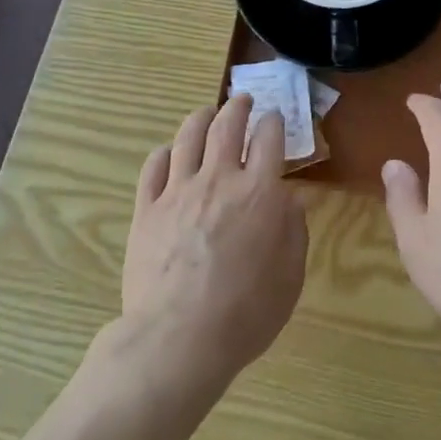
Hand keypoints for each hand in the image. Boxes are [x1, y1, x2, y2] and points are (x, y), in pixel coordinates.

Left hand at [120, 95, 307, 395]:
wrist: (178, 339)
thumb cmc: (245, 313)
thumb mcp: (290, 276)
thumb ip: (293, 231)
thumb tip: (288, 200)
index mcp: (259, 192)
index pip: (269, 138)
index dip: (273, 122)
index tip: (274, 118)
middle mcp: (219, 179)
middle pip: (227, 125)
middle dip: (237, 106)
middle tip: (242, 100)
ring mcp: (178, 191)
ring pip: (188, 136)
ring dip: (201, 117)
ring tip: (206, 113)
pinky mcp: (147, 209)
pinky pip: (153, 167)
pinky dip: (164, 153)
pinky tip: (169, 153)